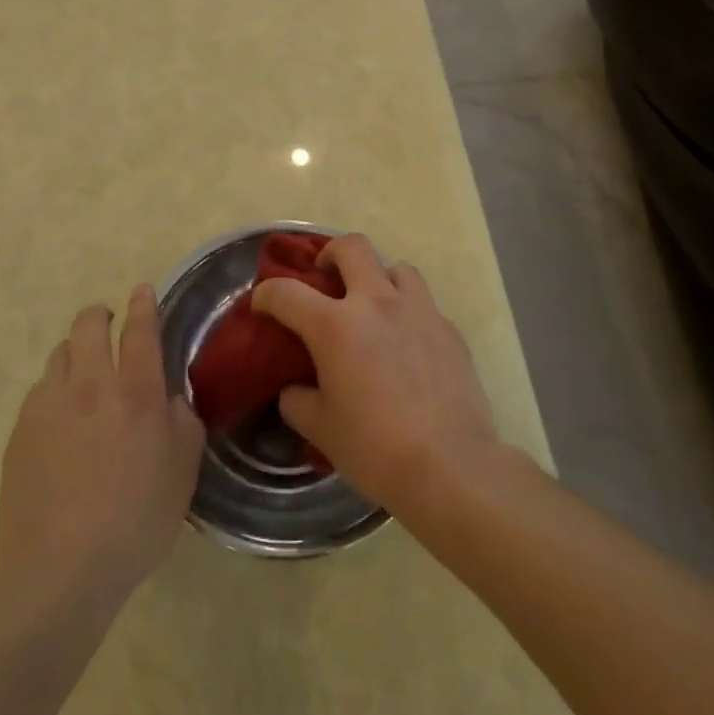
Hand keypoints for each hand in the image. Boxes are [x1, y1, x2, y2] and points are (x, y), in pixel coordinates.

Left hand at [0, 286, 204, 599]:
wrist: (60, 571)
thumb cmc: (135, 521)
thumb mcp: (183, 474)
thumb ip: (183, 424)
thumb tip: (169, 400)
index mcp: (136, 392)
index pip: (140, 329)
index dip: (142, 304)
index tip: (142, 290)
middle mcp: (91, 385)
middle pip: (88, 325)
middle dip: (99, 315)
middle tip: (108, 325)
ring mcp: (49, 405)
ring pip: (59, 354)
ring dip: (75, 353)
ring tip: (83, 375)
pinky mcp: (20, 430)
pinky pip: (39, 392)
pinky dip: (54, 391)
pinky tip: (59, 421)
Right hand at [252, 235, 499, 516]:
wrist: (451, 467)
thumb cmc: (376, 448)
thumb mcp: (321, 430)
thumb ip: (298, 401)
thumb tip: (295, 389)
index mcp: (335, 325)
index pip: (287, 292)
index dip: (267, 294)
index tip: (262, 303)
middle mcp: (376, 303)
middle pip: (352, 247)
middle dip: (331, 253)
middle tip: (325, 276)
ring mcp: (419, 311)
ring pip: (396, 267)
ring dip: (378, 278)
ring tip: (374, 306)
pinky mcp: (449, 329)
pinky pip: (424, 304)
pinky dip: (408, 313)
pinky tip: (408, 346)